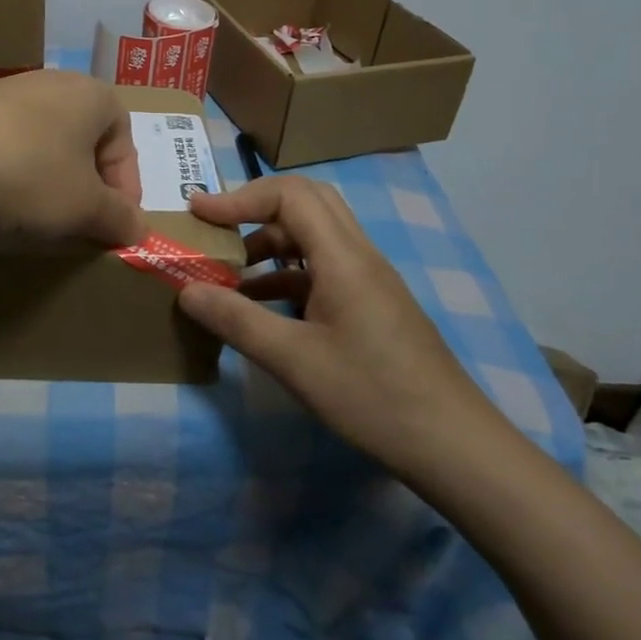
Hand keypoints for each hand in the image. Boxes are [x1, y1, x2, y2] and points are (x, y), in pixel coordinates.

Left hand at [0, 71, 146, 246]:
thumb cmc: (29, 175)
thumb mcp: (86, 207)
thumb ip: (120, 218)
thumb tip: (139, 229)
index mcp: (92, 95)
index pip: (124, 141)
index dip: (126, 187)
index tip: (115, 225)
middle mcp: (52, 84)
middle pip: (84, 140)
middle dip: (87, 184)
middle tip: (80, 223)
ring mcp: (4, 94)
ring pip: (43, 143)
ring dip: (48, 180)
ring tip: (38, 217)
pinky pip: (4, 147)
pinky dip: (10, 175)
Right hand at [178, 177, 504, 483]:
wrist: (454, 445)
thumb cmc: (372, 397)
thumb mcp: (294, 361)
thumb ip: (237, 320)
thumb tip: (186, 290)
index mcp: (343, 256)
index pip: (289, 194)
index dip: (239, 197)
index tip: (199, 214)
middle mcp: (358, 255)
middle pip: (306, 202)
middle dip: (255, 209)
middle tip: (217, 230)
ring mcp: (369, 279)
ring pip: (315, 236)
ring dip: (271, 244)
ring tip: (230, 274)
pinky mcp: (373, 304)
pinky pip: (324, 268)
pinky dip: (288, 275)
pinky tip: (263, 309)